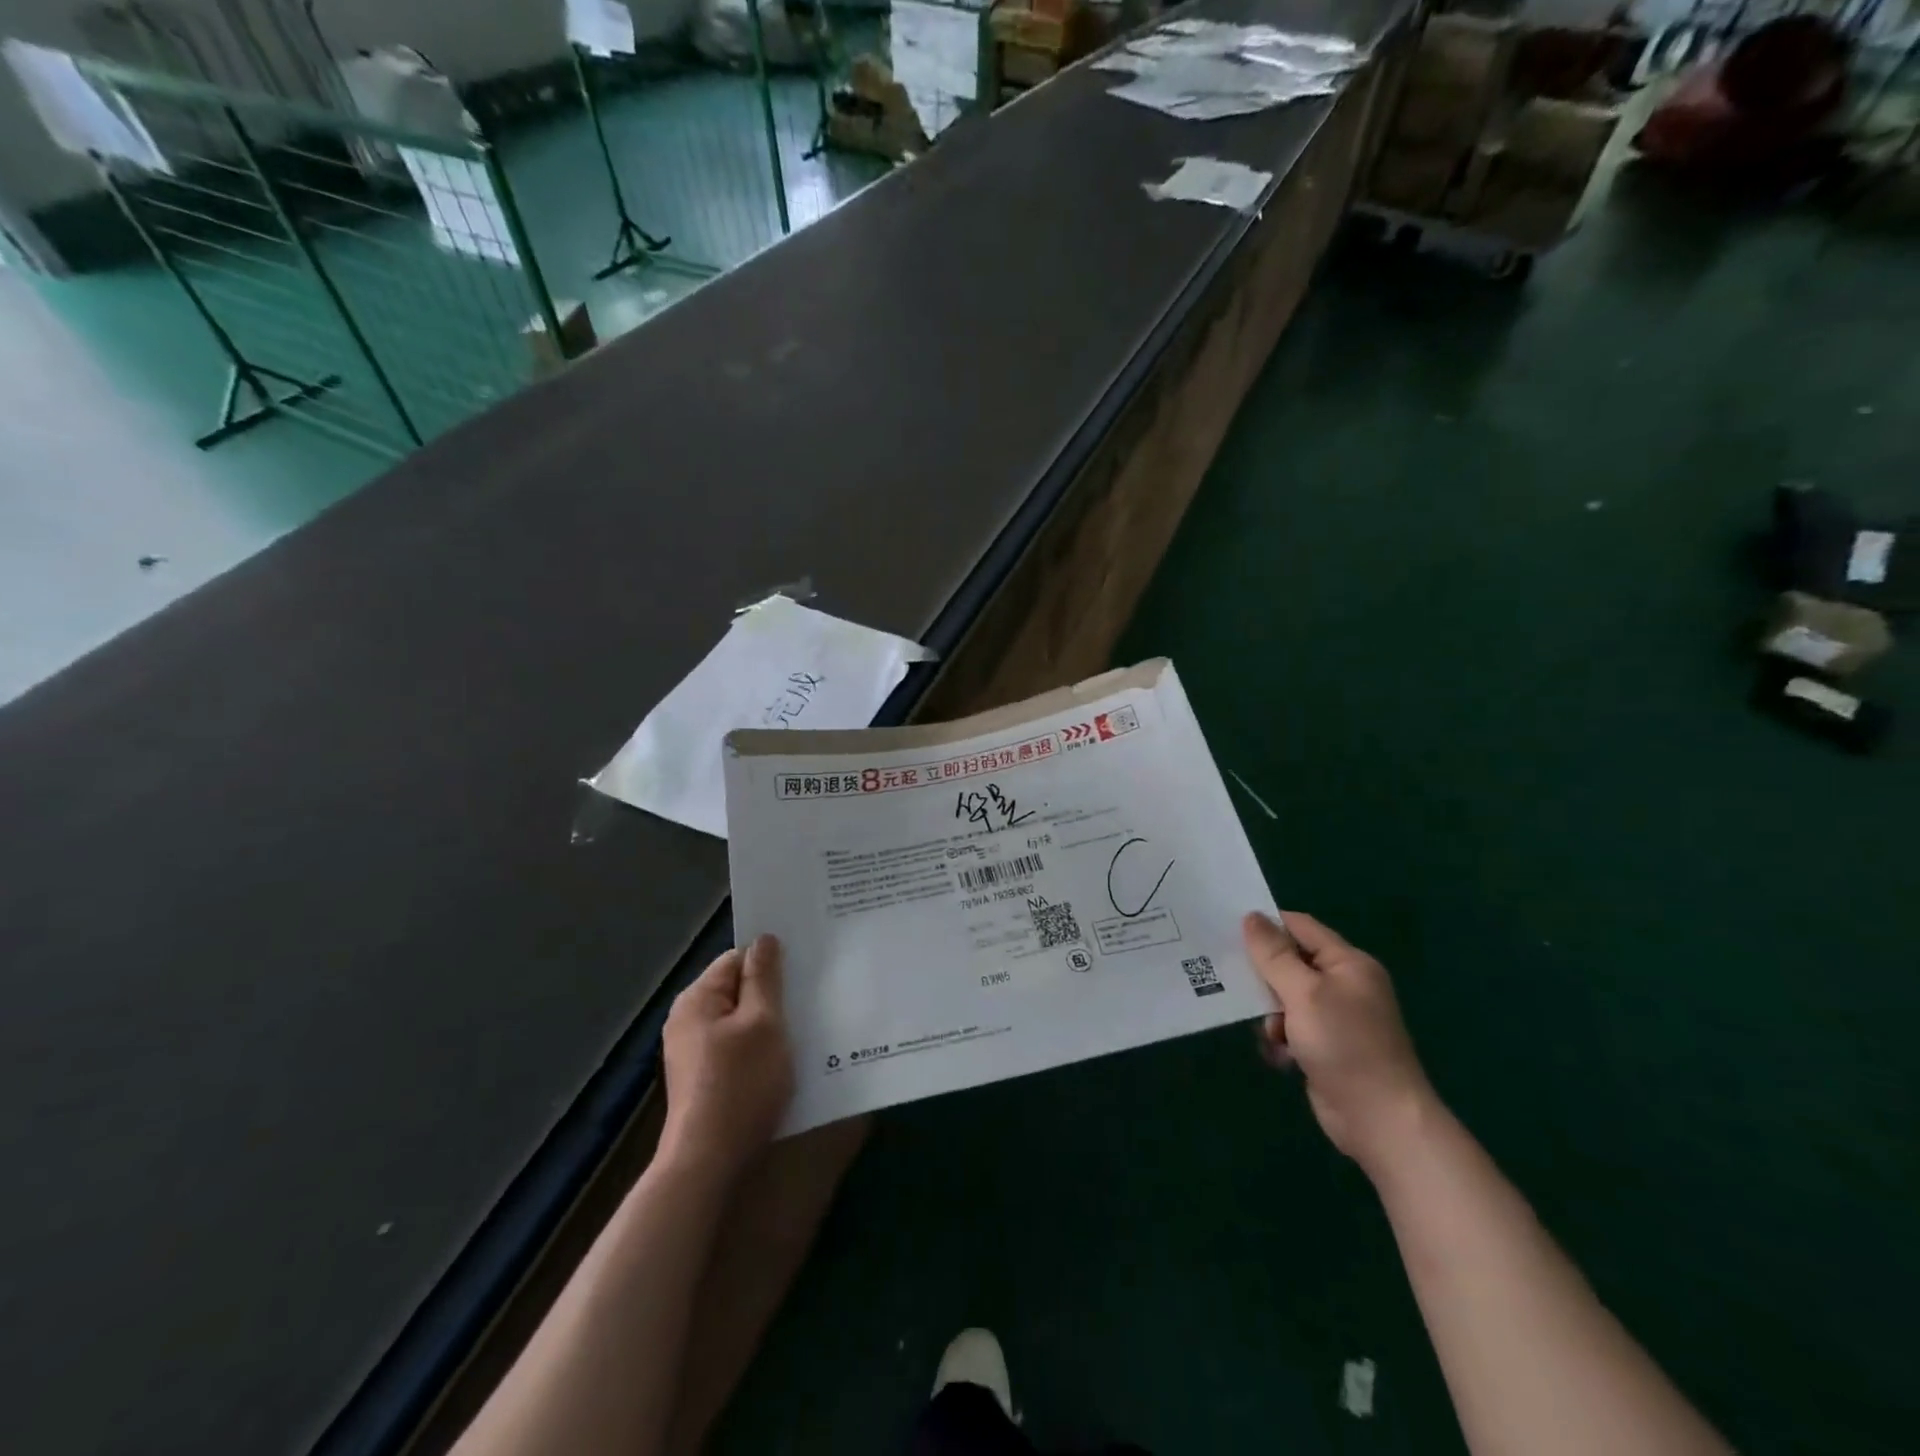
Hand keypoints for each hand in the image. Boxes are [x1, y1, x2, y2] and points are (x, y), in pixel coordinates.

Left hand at [658, 934, 794, 1183]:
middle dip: (773, 993)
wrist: (709, 1163)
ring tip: (806, 1027)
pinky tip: (785, 1060)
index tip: (805, 969)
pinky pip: (737, 1048)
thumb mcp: (763, 1023)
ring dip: (770, 1023)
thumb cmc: (740, 1085)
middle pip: (738, 990)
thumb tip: (765, 938)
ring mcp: (693, 1052)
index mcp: (697, 999)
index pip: (737, 958)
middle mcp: (688, 1020)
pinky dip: (760, 1048)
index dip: (771, 961)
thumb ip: (765, 978)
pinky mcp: (704, 1079)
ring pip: (741, 1021)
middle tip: (812, 997)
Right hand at [1244, 910, 1438, 1176]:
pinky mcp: (1326, 1046)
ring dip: (1270, 1014)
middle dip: (1263, 975)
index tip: (1227, 929)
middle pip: (1290, 962)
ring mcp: (1336, 1018)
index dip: (1266, 925)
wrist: (1380, 1120)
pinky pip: (1291, 1028)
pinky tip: (1280, 1057)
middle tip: (1229, 978)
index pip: (1300, 927)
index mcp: (1348, 963)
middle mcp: (1344, 985)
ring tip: (1270, 1034)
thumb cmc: (1344, 1045)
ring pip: (1285, 998)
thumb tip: (1251, 917)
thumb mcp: (1304, 993)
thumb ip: (1274, 955)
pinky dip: (1281, 1039)